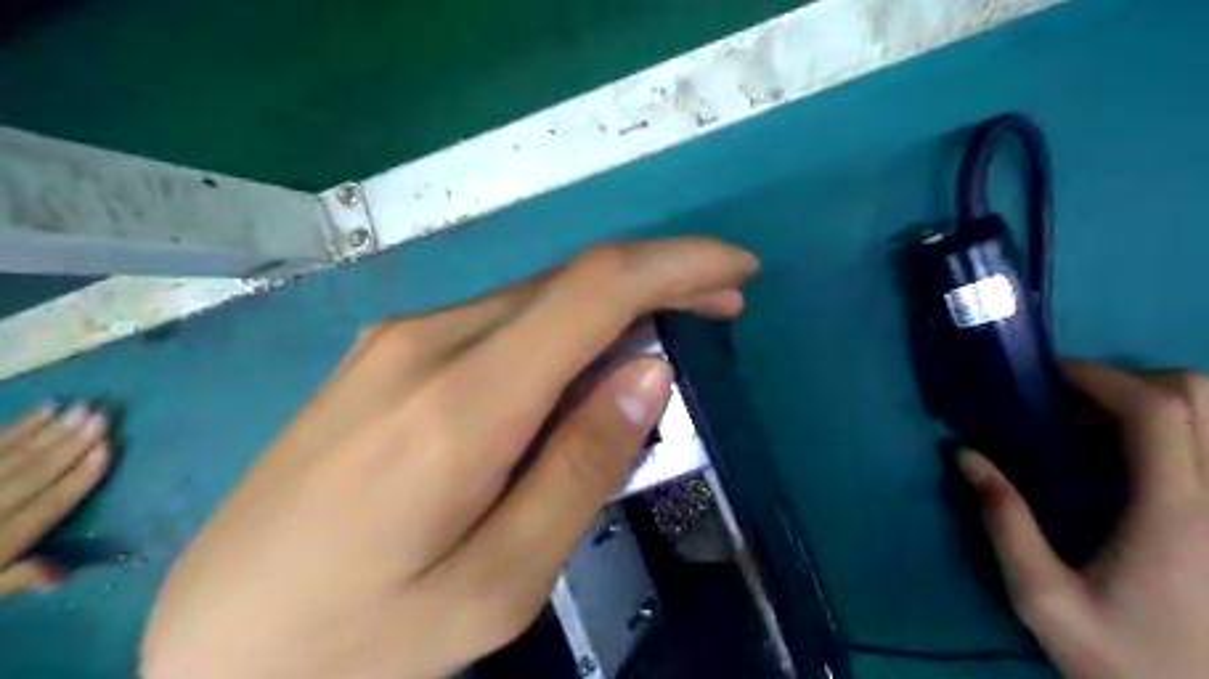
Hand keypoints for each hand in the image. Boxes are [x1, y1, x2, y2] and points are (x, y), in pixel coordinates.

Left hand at [0, 407, 110, 597]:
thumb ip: (15, 581)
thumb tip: (62, 573)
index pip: (47, 504)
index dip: (79, 477)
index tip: (108, 448)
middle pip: (30, 474)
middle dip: (68, 444)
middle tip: (99, 415)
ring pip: (8, 456)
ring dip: (47, 430)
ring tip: (79, 407)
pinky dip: (14, 428)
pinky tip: (39, 412)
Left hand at [139, 237, 751, 678]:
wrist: (210, 643)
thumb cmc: (360, 639)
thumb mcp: (497, 583)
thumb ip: (581, 467)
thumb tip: (649, 371)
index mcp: (462, 399)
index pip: (595, 289)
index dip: (678, 264)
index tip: (738, 269)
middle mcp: (428, 340)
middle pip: (570, 282)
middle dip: (657, 281)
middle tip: (718, 309)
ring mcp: (397, 340)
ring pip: (535, 298)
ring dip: (610, 306)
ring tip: (659, 343)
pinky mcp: (383, 355)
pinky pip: (498, 320)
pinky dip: (561, 327)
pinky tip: (579, 367)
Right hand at [966, 362, 1208, 677]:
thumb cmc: (1126, 661)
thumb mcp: (1043, 598)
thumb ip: (1004, 521)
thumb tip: (965, 456)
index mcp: (1177, 514)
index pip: (1156, 409)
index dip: (1100, 377)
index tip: (1049, 378)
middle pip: (1200, 397)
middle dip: (1131, 381)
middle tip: (1073, 406)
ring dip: (1157, 405)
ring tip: (1100, 432)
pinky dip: (1176, 434)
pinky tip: (1135, 463)